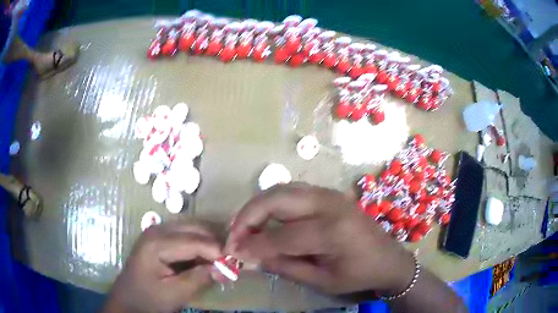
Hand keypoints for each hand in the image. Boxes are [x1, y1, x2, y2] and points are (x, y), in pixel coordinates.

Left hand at [103, 221, 221, 312]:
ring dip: (209, 242)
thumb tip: (224, 267)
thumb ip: (199, 278)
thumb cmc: (148, 299)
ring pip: (192, 228)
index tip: (235, 263)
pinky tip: (207, 257)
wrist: (128, 300)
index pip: (195, 240)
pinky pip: (185, 234)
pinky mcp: (160, 238)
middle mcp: (157, 230)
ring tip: (222, 259)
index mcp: (157, 243)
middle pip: (194, 228)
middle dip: (215, 242)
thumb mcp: (174, 293)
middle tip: (231, 260)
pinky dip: (200, 244)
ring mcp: (157, 231)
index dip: (217, 250)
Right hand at [226, 183, 414, 296]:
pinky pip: (292, 191)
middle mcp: (329, 204)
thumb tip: (249, 258)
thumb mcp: (322, 280)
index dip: (251, 245)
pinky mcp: (329, 193)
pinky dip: (272, 203)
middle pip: (276, 199)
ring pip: (282, 190)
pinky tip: (266, 218)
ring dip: (258, 206)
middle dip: (247, 216)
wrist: (389, 258)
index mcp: (332, 231)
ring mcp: (330, 194)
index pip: (279, 236)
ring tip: (245, 227)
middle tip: (234, 235)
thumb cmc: (359, 274)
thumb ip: (284, 266)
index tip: (231, 252)